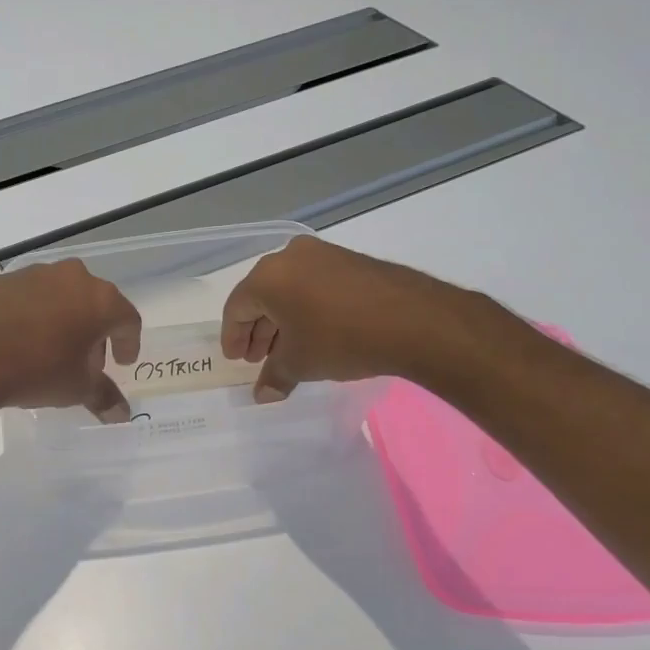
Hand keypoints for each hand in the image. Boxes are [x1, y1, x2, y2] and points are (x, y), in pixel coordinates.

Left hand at [0, 260, 142, 421]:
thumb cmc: (37, 370)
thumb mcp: (76, 388)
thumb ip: (103, 396)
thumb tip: (121, 414)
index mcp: (100, 299)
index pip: (127, 319)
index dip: (128, 343)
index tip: (122, 362)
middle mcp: (71, 277)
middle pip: (94, 303)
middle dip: (94, 332)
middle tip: (86, 361)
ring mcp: (34, 273)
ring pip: (61, 296)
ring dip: (64, 320)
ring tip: (52, 351)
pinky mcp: (2, 280)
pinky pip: (29, 297)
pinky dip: (34, 314)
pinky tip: (21, 340)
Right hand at [221, 236, 482, 401]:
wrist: (415, 321)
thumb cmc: (341, 339)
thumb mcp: (300, 363)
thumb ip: (275, 377)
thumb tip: (262, 395)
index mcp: (267, 277)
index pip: (237, 308)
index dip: (233, 337)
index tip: (236, 358)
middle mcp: (290, 257)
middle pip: (262, 296)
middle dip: (258, 330)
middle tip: (258, 357)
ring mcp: (323, 255)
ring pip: (289, 290)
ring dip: (282, 321)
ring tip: (287, 350)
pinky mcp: (350, 261)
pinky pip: (314, 285)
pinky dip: (307, 309)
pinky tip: (315, 333)